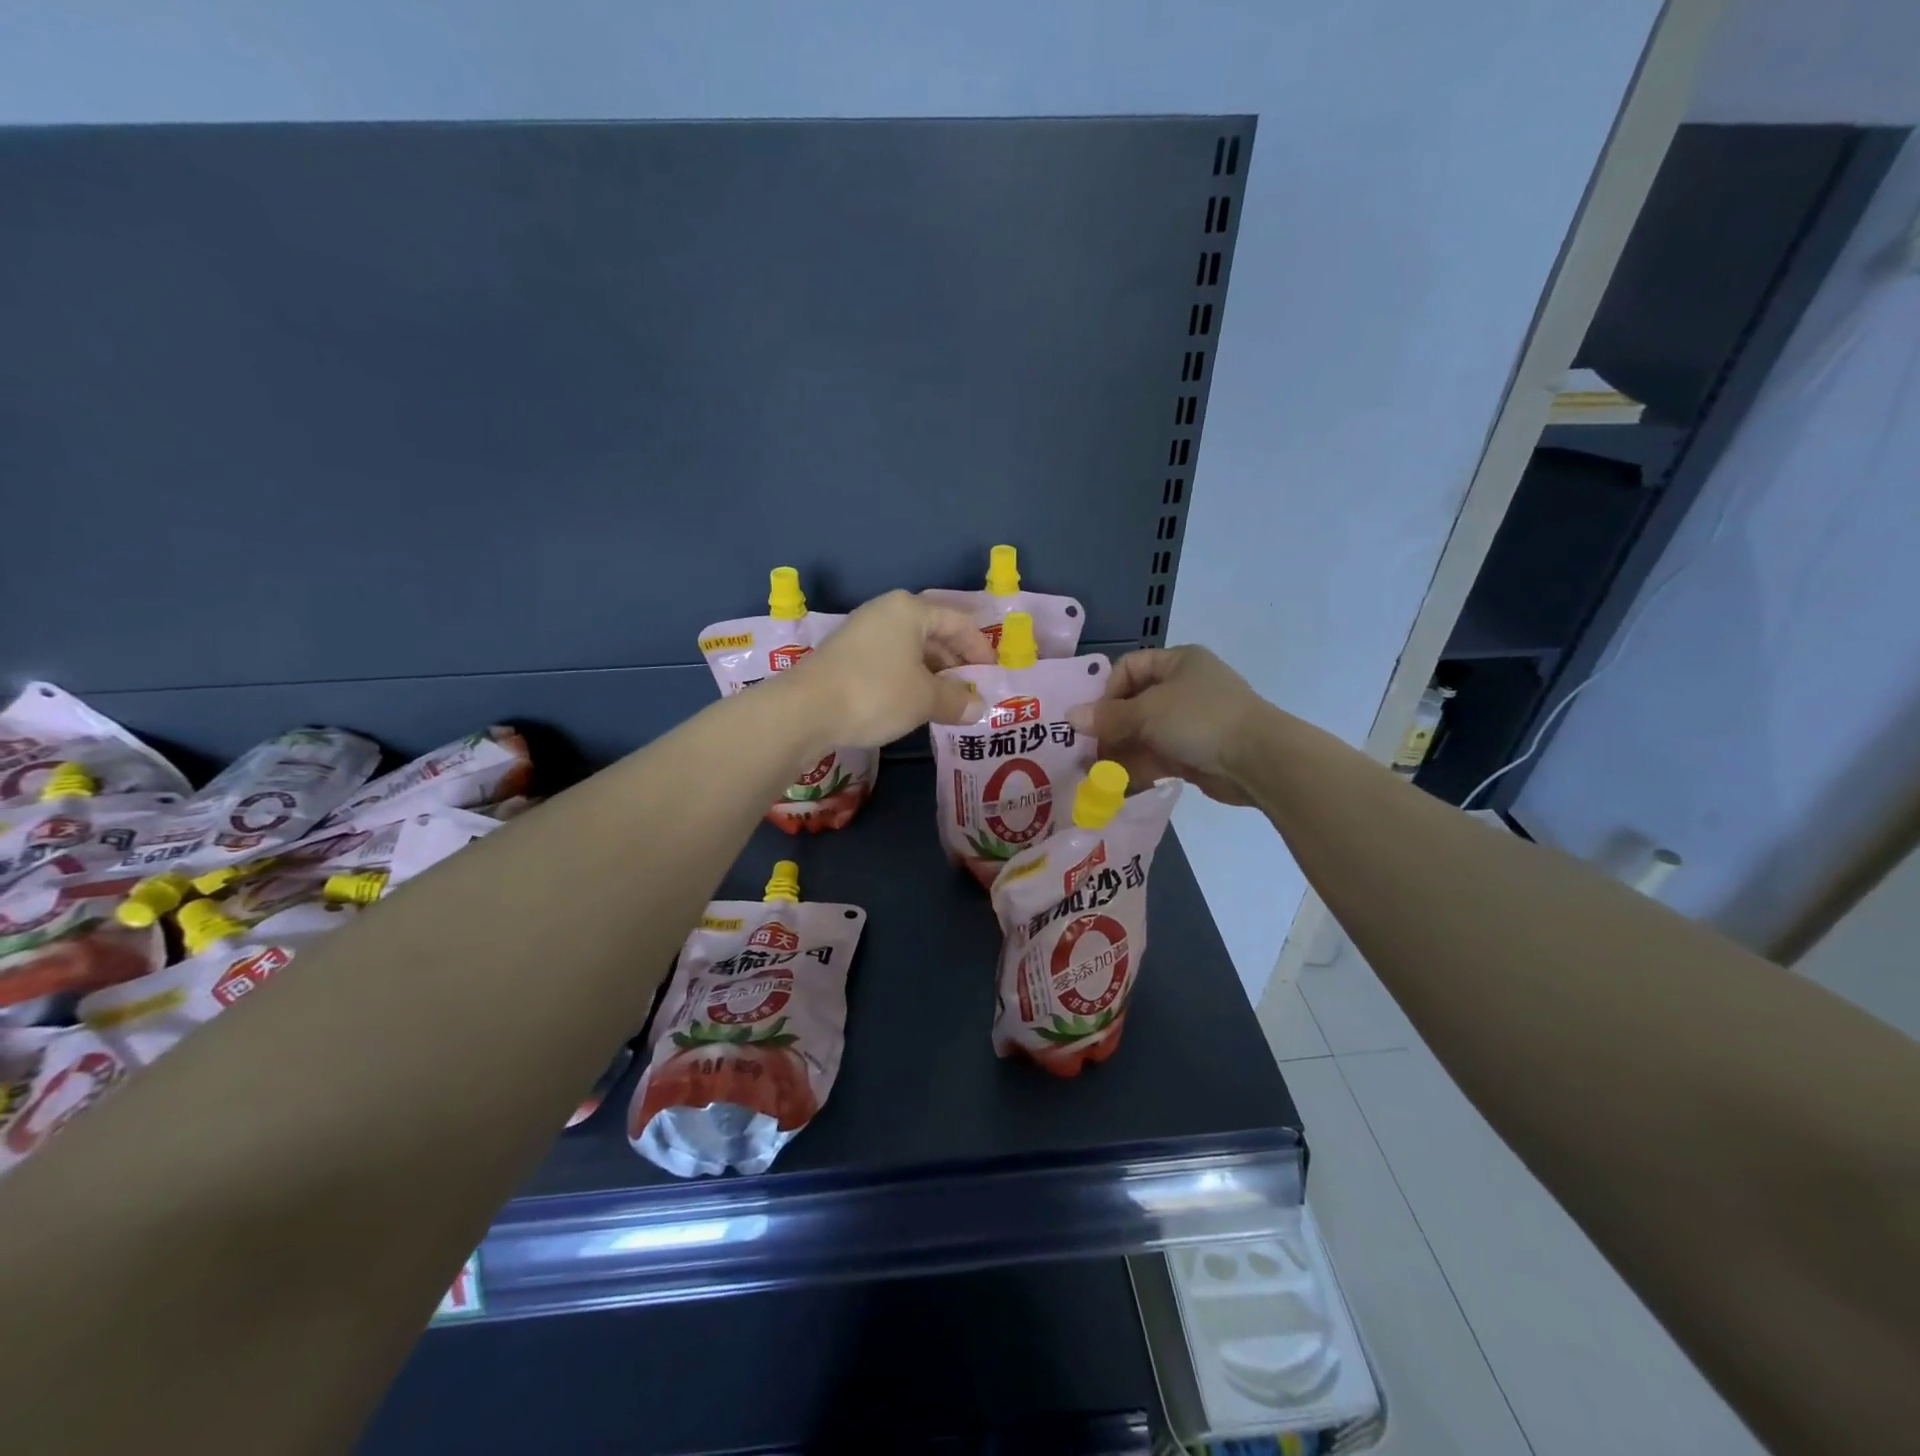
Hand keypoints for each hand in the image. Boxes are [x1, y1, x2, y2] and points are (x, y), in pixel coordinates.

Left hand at [785, 591, 993, 749]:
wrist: (805, 710)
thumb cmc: (876, 693)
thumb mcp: (925, 699)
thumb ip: (957, 700)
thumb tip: (979, 707)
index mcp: (910, 610)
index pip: (959, 623)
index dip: (980, 650)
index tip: (993, 676)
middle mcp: (886, 613)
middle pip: (933, 634)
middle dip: (955, 664)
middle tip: (972, 692)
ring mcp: (861, 633)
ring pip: (910, 651)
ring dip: (932, 675)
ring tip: (947, 703)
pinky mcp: (845, 656)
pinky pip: (889, 663)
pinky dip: (907, 680)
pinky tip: (913, 705)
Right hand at [1065, 646, 1269, 805]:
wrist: (1258, 759)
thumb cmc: (1200, 719)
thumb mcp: (1148, 712)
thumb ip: (1108, 716)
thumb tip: (1070, 716)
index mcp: (1177, 662)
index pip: (1128, 667)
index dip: (1106, 691)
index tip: (1093, 718)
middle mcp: (1183, 688)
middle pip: (1133, 704)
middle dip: (1108, 728)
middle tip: (1085, 751)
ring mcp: (1190, 723)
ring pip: (1143, 734)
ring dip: (1118, 752)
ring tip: (1093, 774)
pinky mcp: (1193, 753)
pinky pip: (1156, 757)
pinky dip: (1136, 769)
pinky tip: (1114, 786)